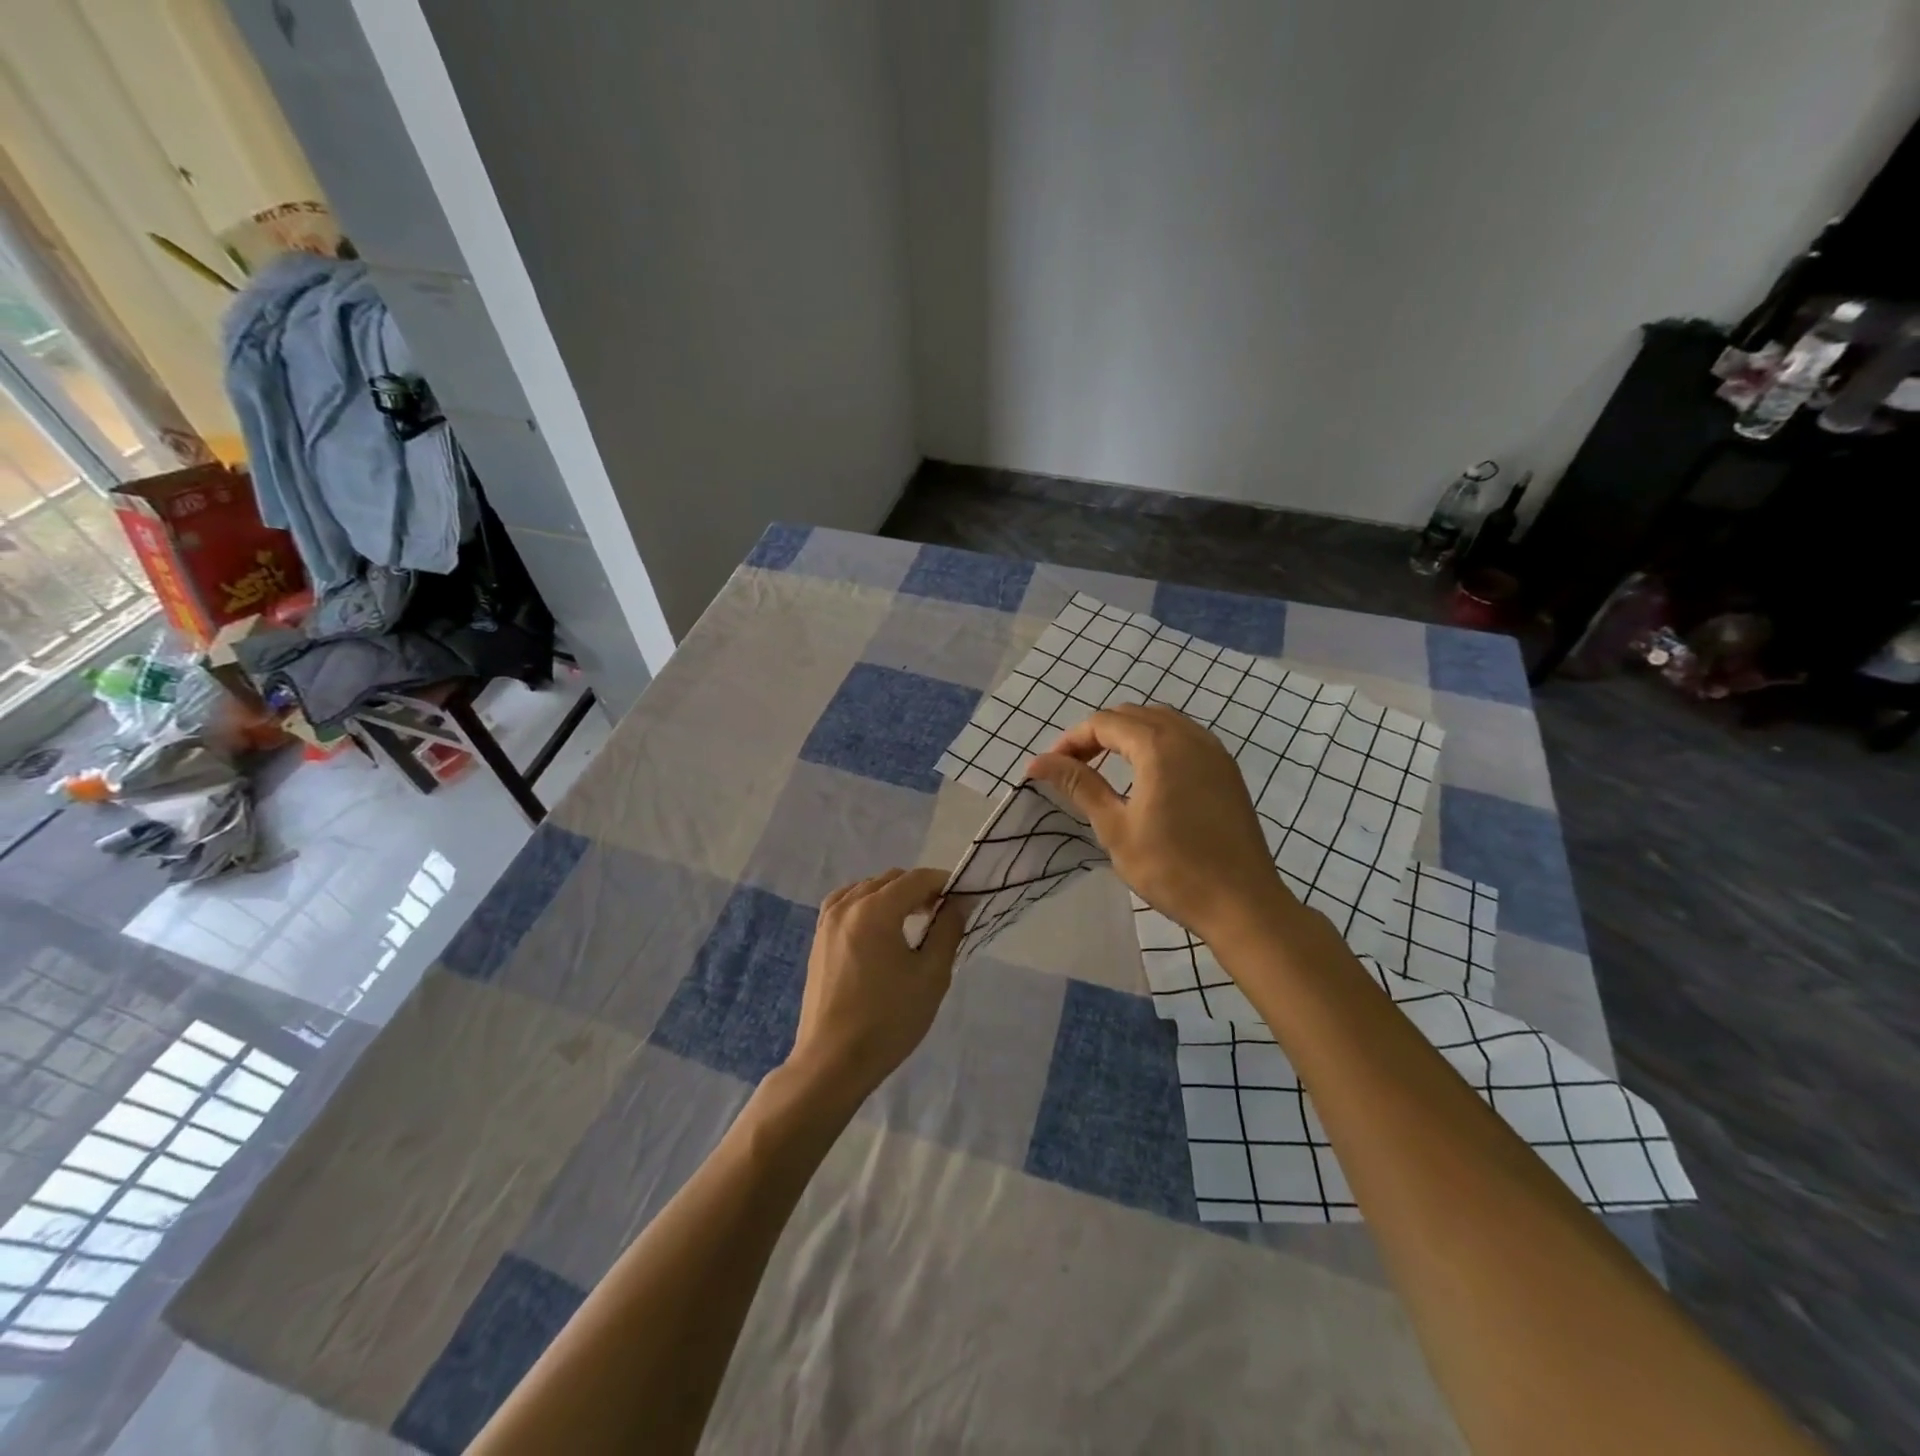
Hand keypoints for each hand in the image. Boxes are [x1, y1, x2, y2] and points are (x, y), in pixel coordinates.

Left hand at [784, 868, 964, 1106]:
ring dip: (893, 895)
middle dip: (920, 889)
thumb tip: (960, 901)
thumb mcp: (931, 975)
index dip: (944, 882)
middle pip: (891, 879)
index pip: (916, 879)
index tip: (964, 899)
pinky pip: (846, 904)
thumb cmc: (888, 1020)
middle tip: (943, 914)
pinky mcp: (818, 939)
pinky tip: (879, 928)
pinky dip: (867, 904)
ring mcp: (827, 921)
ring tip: (914, 921)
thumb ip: (948, 929)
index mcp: (875, 909)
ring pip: (867, 889)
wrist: (833, 1062)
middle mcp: (847, 905)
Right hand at [1027, 704, 1289, 943]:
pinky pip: (1184, 738)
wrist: (1243, 903)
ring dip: (1127, 736)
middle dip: (1097, 735)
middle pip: (1132, 715)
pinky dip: (1156, 744)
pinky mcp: (1227, 770)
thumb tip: (1038, 762)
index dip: (1071, 740)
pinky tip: (1147, 776)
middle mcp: (1189, 736)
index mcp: (1159, 745)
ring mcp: (1214, 751)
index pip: (1103, 723)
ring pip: (1161, 722)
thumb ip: (1079, 785)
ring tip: (1106, 769)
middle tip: (1074, 768)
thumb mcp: (1115, 827)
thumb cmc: (1172, 868)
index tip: (1050, 769)